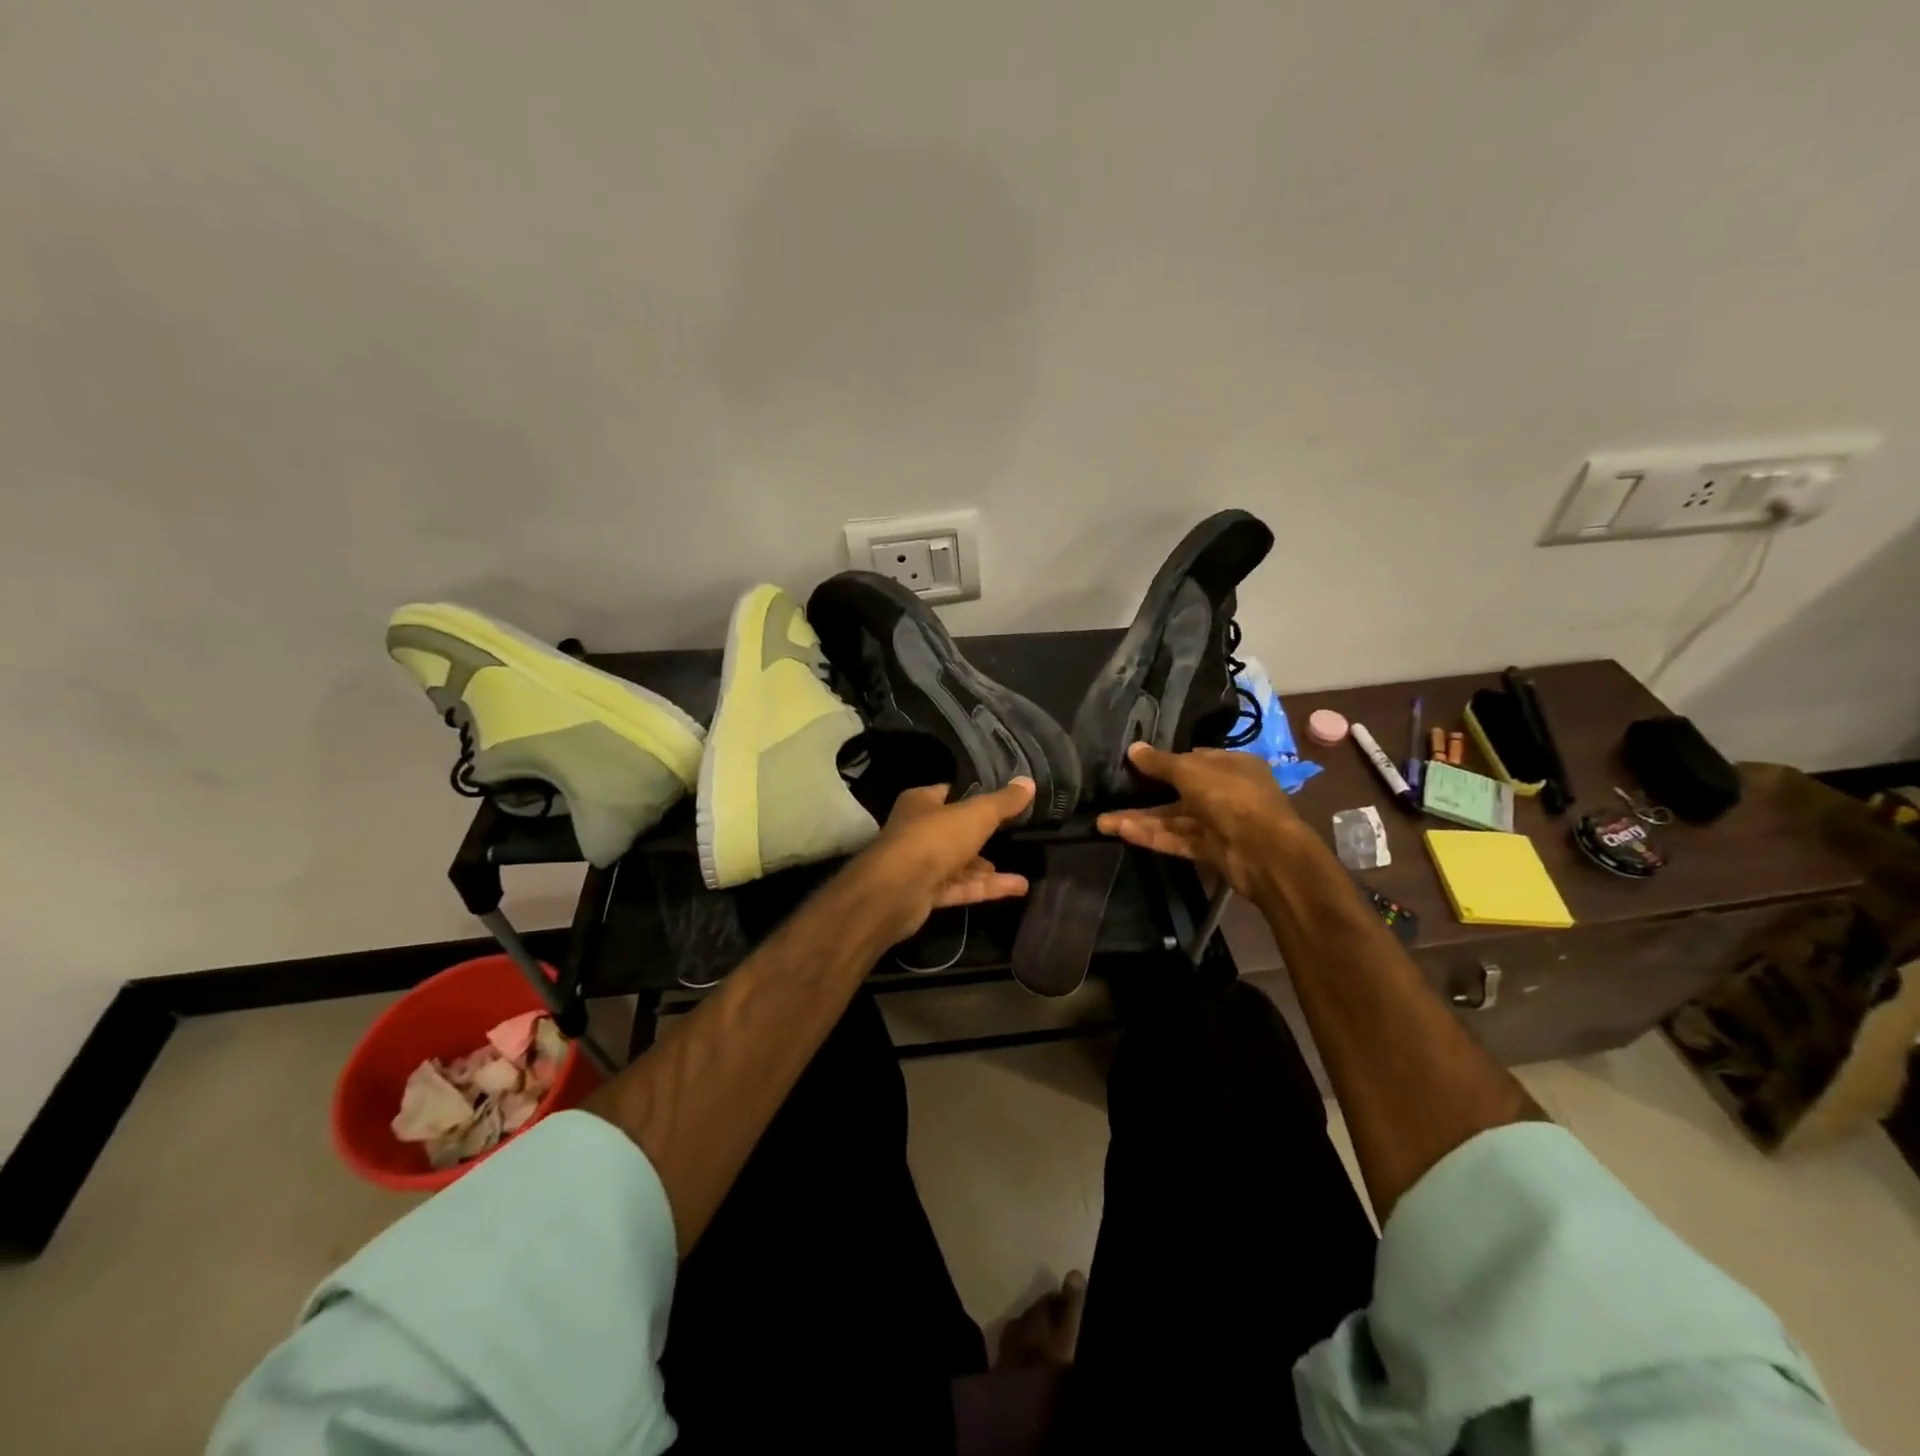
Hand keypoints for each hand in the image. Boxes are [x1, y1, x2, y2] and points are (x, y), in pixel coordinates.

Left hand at [850, 778, 1034, 942]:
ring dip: (987, 867)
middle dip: (982, 835)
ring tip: (1022, 866)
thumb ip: (1003, 802)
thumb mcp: (976, 814)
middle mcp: (918, 831)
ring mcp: (921, 865)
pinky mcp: (926, 894)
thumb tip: (1028, 782)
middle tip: (1014, 834)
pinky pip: (962, 887)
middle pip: (955, 830)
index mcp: (920, 803)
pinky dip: (987, 887)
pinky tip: (1019, 887)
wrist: (896, 890)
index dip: (974, 794)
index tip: (1003, 799)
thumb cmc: (934, 838)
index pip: (949, 793)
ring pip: (959, 863)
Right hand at [1095, 743, 1303, 898]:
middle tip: (1111, 794)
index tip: (1135, 762)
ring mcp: (1218, 823)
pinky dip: (1152, 836)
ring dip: (1140, 819)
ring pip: (1173, 818)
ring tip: (1102, 821)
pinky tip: (1122, 831)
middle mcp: (1226, 792)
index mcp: (1231, 765)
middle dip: (1144, 794)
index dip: (1165, 760)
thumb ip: (1160, 762)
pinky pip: (1177, 839)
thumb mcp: (1191, 770)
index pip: (1194, 759)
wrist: (1265, 852)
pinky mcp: (1210, 850)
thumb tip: (1133, 748)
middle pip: (1179, 791)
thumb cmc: (1231, 796)